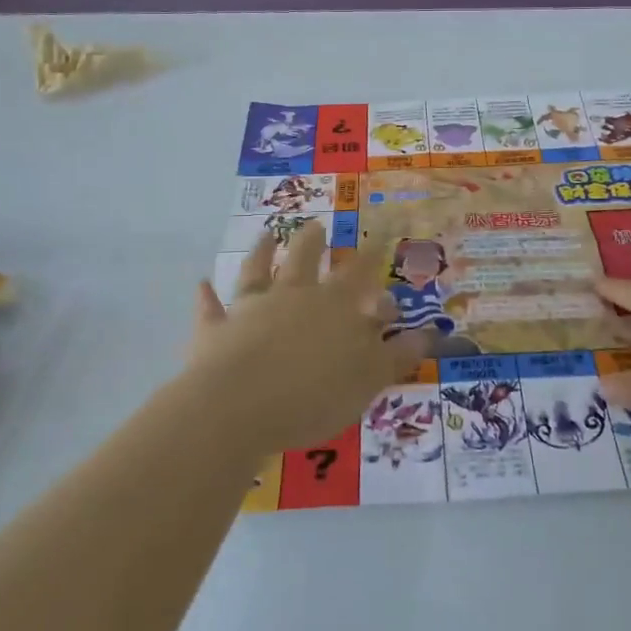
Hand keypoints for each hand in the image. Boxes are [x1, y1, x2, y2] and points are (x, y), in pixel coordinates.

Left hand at [181, 221, 433, 453]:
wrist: (240, 405)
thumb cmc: (314, 394)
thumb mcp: (370, 379)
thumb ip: (398, 354)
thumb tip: (429, 332)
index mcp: (335, 306)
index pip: (360, 273)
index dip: (372, 254)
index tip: (380, 235)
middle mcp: (294, 296)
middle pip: (306, 259)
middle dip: (314, 241)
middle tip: (317, 225)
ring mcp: (252, 309)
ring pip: (259, 271)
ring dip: (263, 252)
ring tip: (267, 234)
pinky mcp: (217, 330)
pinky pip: (211, 309)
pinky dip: (207, 297)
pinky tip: (202, 284)